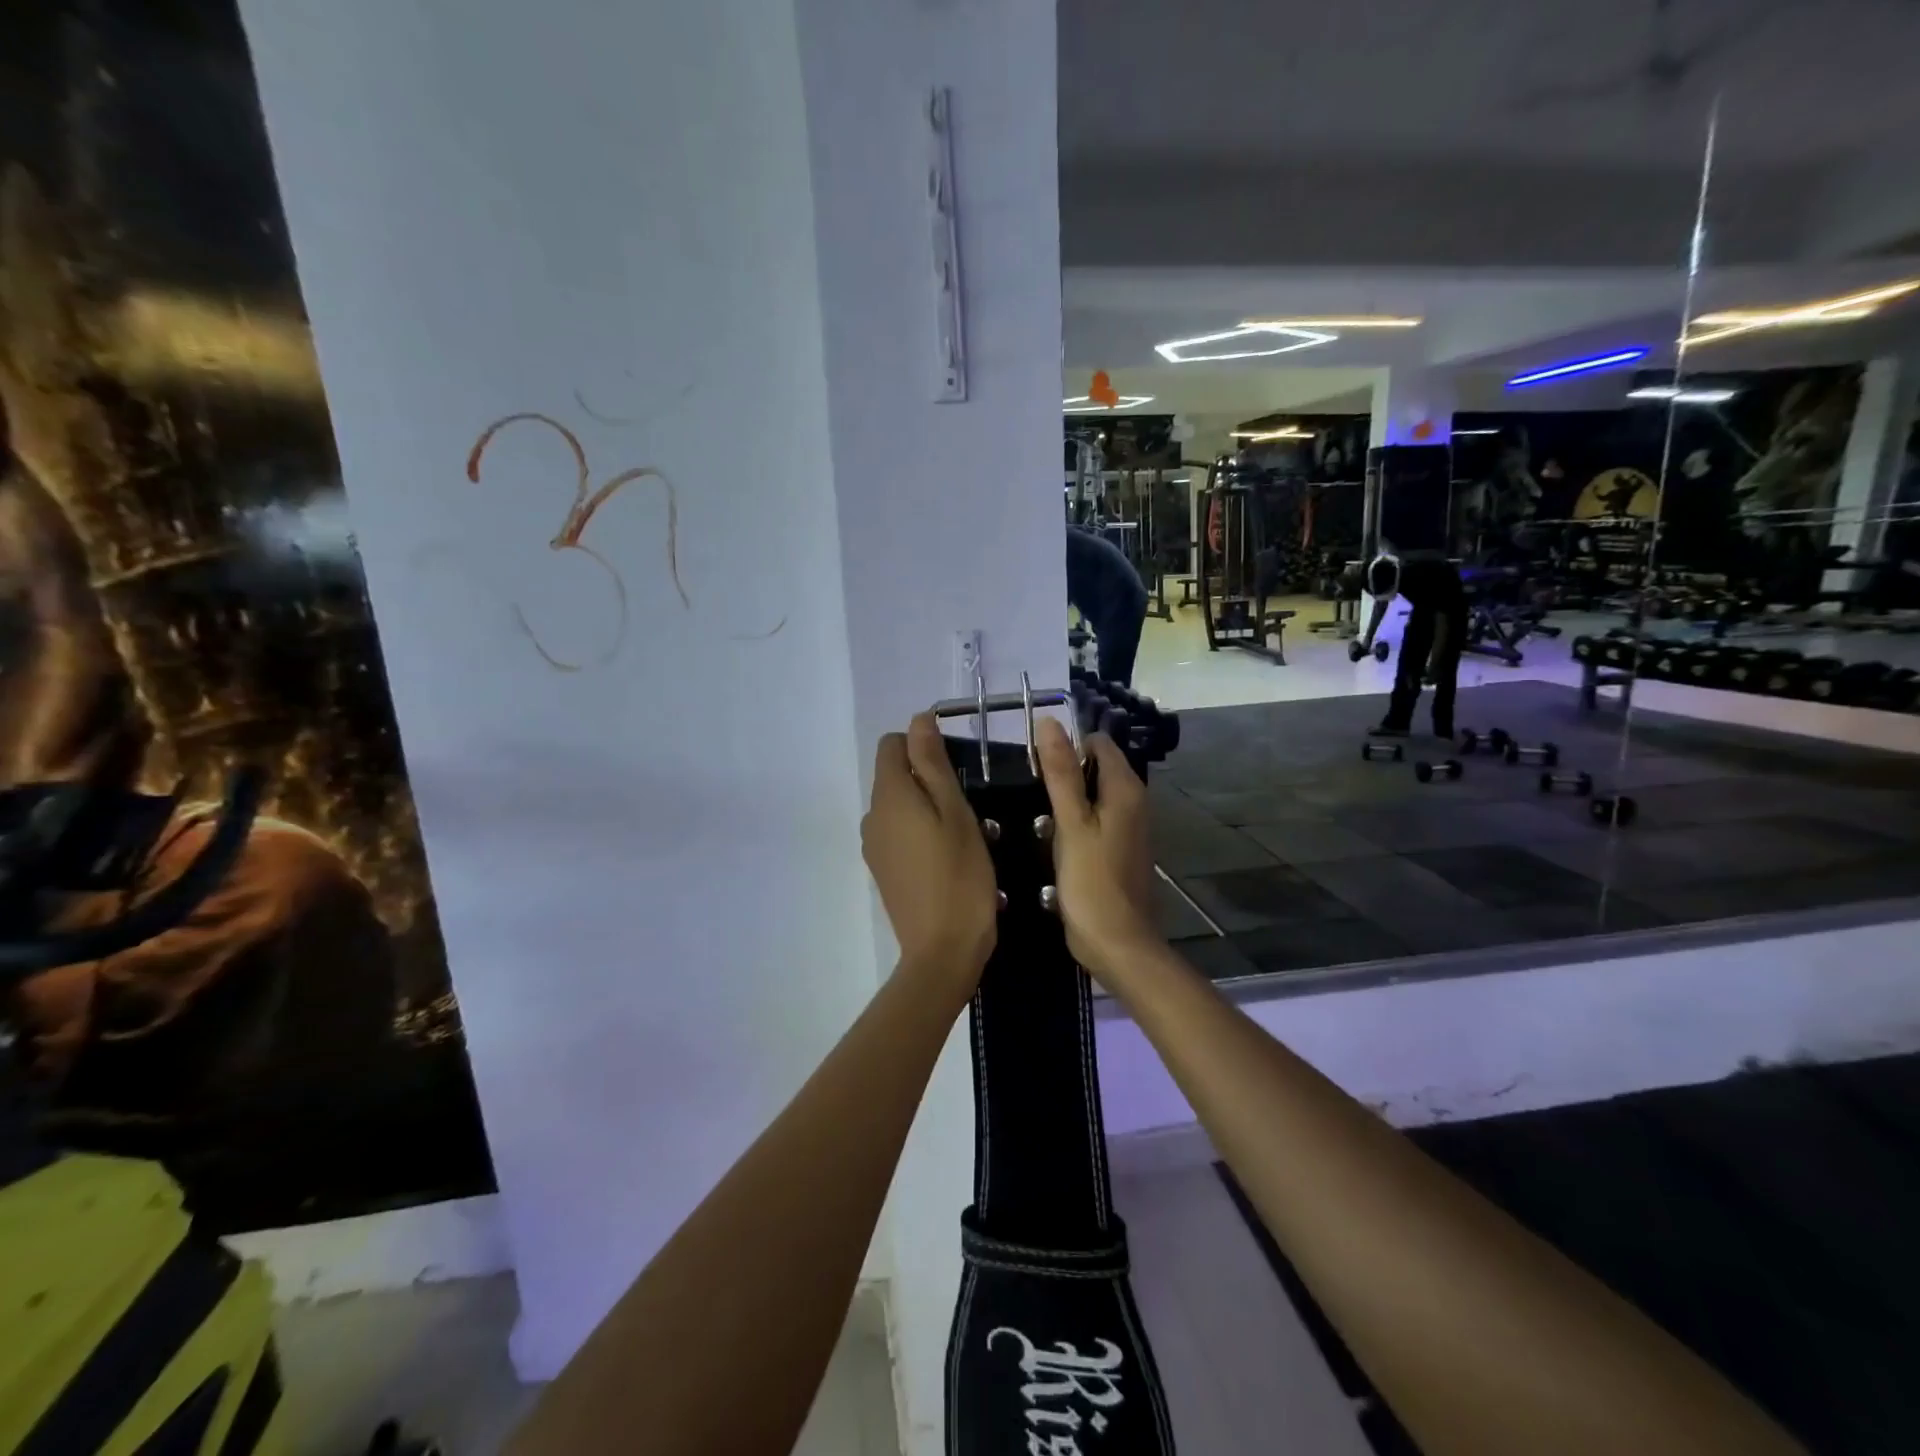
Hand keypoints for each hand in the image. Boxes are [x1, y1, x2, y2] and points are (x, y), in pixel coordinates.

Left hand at [862, 714, 997, 989]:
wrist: (943, 950)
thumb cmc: (960, 875)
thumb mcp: (955, 812)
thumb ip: (933, 764)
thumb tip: (917, 720)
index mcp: (888, 796)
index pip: (891, 744)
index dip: (922, 743)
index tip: (957, 766)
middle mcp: (871, 816)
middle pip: (893, 774)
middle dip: (927, 776)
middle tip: (967, 804)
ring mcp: (874, 846)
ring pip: (898, 805)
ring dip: (925, 805)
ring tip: (962, 832)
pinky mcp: (882, 869)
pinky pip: (897, 832)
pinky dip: (918, 830)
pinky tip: (946, 856)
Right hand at [1035, 717, 1160, 986]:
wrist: (1118, 943)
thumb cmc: (1091, 881)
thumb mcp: (1070, 823)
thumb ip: (1060, 772)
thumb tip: (1049, 722)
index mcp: (1125, 789)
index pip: (1098, 743)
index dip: (1067, 745)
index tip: (1036, 764)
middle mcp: (1134, 801)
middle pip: (1097, 767)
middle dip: (1065, 772)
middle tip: (1032, 792)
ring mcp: (1130, 827)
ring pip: (1095, 795)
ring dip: (1068, 799)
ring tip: (1038, 815)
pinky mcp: (1120, 848)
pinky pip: (1096, 819)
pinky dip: (1076, 821)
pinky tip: (1053, 838)